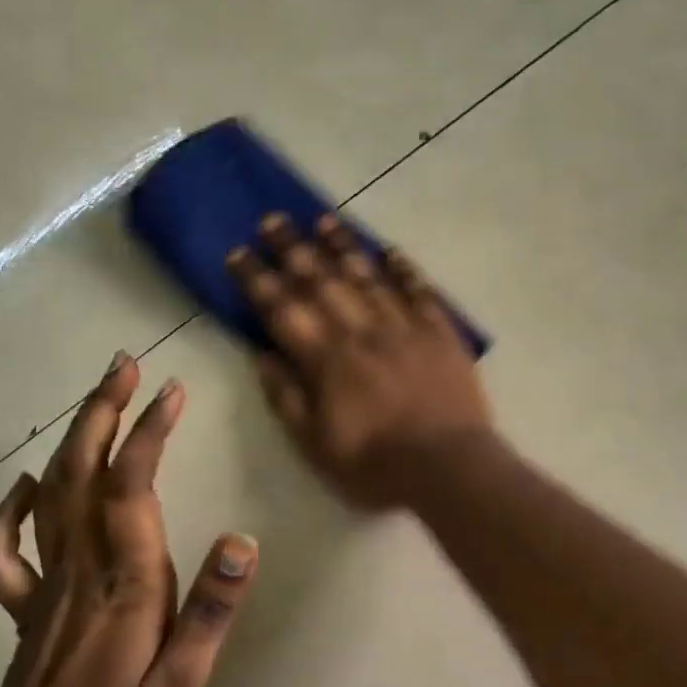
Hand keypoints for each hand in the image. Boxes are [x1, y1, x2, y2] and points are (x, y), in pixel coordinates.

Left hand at [0, 356, 257, 686]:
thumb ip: (209, 613)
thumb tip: (241, 540)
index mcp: (125, 585)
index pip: (132, 490)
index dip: (149, 434)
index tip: (172, 392)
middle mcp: (81, 570)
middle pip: (83, 473)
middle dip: (103, 412)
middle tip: (124, 365)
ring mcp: (47, 585)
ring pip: (52, 495)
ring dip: (73, 439)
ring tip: (97, 398)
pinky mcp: (29, 606)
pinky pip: (8, 548)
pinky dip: (12, 508)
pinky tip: (27, 484)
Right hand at [227, 212, 492, 508]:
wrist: (448, 468)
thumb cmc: (375, 466)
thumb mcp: (315, 446)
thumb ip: (286, 399)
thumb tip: (261, 355)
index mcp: (326, 360)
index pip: (282, 310)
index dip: (257, 280)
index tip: (238, 253)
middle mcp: (361, 332)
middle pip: (322, 281)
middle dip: (293, 249)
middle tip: (273, 219)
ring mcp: (404, 327)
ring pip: (368, 276)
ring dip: (343, 246)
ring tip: (323, 220)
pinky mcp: (440, 333)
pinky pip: (419, 290)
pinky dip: (403, 269)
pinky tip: (389, 250)